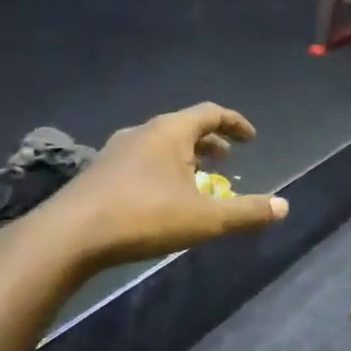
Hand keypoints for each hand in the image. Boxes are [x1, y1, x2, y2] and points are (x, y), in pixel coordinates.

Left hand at [25, 103, 288, 270]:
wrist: (66, 238)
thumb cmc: (143, 217)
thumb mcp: (205, 219)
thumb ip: (247, 212)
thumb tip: (284, 206)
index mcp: (170, 132)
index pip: (210, 113)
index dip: (235, 123)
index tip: (252, 139)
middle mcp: (143, 133)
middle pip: (184, 126)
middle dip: (211, 141)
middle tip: (229, 160)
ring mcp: (116, 152)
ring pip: (161, 144)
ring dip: (186, 157)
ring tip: (200, 179)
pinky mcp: (99, 173)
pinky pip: (142, 160)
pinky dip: (163, 169)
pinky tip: (164, 197)